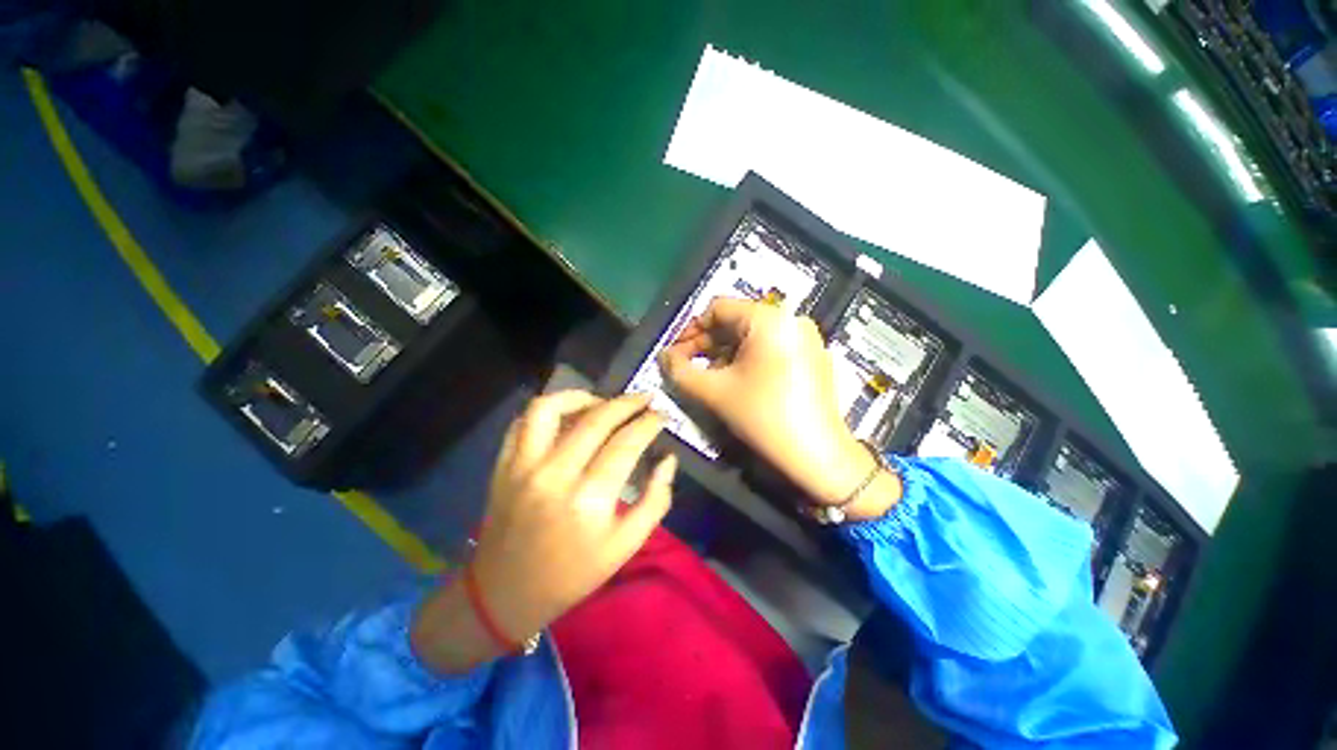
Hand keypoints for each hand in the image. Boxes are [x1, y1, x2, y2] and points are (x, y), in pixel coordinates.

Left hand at [411, 391, 675, 672]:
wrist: (505, 594)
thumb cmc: (573, 575)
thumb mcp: (626, 547)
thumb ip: (655, 500)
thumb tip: (668, 459)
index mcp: (588, 501)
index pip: (626, 443)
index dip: (649, 423)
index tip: (662, 415)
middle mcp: (554, 475)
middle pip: (596, 419)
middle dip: (627, 403)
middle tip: (645, 399)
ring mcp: (522, 467)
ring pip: (550, 408)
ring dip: (581, 396)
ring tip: (602, 402)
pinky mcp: (502, 465)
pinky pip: (523, 422)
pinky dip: (548, 410)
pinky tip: (567, 416)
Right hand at [660, 298, 898, 518]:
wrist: (819, 455)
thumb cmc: (763, 416)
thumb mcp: (715, 392)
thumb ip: (680, 371)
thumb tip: (663, 356)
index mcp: (768, 318)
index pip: (717, 309)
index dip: (690, 330)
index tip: (675, 354)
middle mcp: (790, 319)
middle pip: (736, 321)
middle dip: (706, 344)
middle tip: (685, 366)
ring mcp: (805, 337)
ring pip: (752, 337)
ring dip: (724, 353)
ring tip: (707, 376)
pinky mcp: (812, 356)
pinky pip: (771, 348)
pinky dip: (747, 359)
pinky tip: (735, 381)